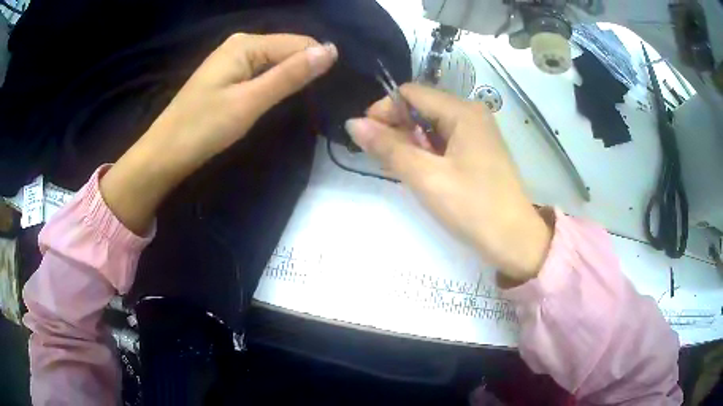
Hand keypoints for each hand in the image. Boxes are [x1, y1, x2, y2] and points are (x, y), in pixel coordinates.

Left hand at [101, 34, 337, 233]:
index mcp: (246, 44)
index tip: (327, 92)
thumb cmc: (204, 128)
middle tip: (311, 102)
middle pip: (287, 50)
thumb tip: (331, 51)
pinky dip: (273, 85)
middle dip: (303, 71)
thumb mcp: (250, 101)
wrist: (165, 153)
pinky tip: (274, 100)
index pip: (299, 43)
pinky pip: (262, 72)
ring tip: (297, 103)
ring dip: (289, 80)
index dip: (316, 64)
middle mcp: (241, 44)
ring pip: (276, 63)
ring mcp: (233, 60)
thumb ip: (290, 75)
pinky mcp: (229, 76)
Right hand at [345, 84, 551, 282]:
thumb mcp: (426, 177)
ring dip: (410, 142)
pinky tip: (420, 172)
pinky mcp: (478, 151)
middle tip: (383, 159)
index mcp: (463, 111)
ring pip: (431, 125)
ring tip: (401, 169)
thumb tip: (352, 123)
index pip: (411, 94)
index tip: (367, 138)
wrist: (514, 240)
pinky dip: (426, 152)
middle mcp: (471, 114)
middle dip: (397, 128)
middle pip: (422, 107)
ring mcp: (477, 132)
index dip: (384, 110)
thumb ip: (388, 147)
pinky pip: (444, 141)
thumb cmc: (472, 207)